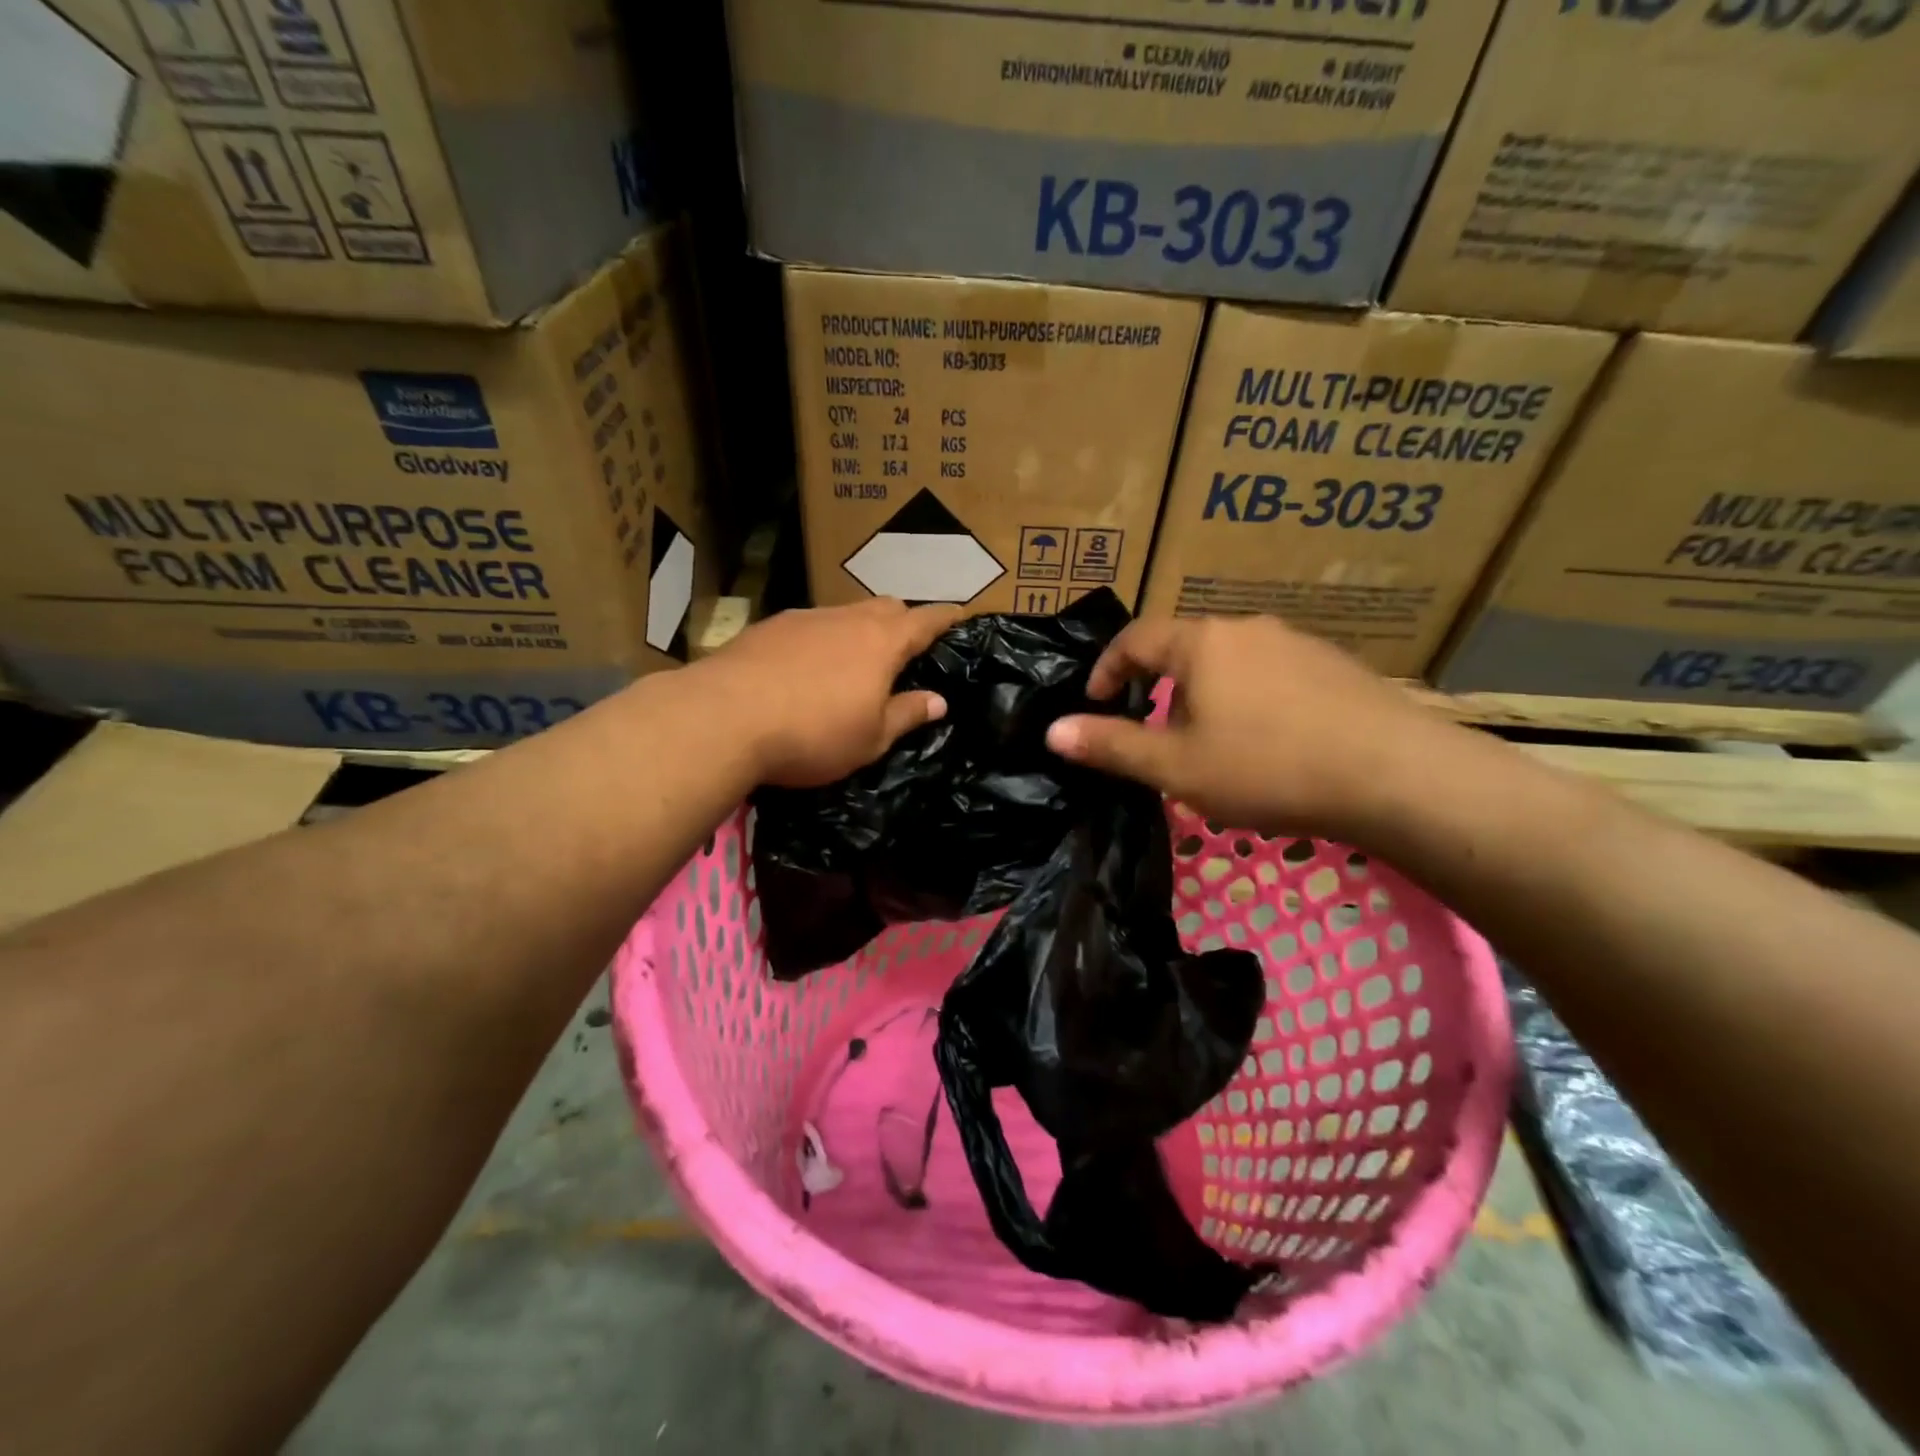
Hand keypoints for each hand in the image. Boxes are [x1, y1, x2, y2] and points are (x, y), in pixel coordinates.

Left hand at [701, 598, 963, 786]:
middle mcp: (846, 618)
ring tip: (854, 661)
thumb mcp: (871, 738)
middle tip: (906, 649)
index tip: (959, 616)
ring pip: (845, 614)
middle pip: (886, 607)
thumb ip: (907, 715)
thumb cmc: (813, 733)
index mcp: (882, 642)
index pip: (926, 619)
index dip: (946, 618)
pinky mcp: (768, 627)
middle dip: (902, 621)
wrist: (724, 717)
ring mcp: (804, 618)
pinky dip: (821, 639)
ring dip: (858, 630)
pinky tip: (806, 667)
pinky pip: (809, 625)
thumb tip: (939, 701)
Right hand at [1044, 615, 1453, 839]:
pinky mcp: (1334, 666)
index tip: (1094, 703)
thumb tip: (1052, 731)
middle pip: (1183, 649)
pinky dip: (1250, 700)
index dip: (1106, 669)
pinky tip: (1269, 742)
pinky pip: (1271, 674)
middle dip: (1158, 688)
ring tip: (1211, 744)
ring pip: (1229, 662)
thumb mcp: (1175, 767)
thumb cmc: (1266, 767)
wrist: (1394, 774)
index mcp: (1201, 642)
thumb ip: (1111, 746)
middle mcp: (1246, 628)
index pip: (1135, 638)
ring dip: (1205, 695)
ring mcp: (1296, 643)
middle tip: (1155, 735)